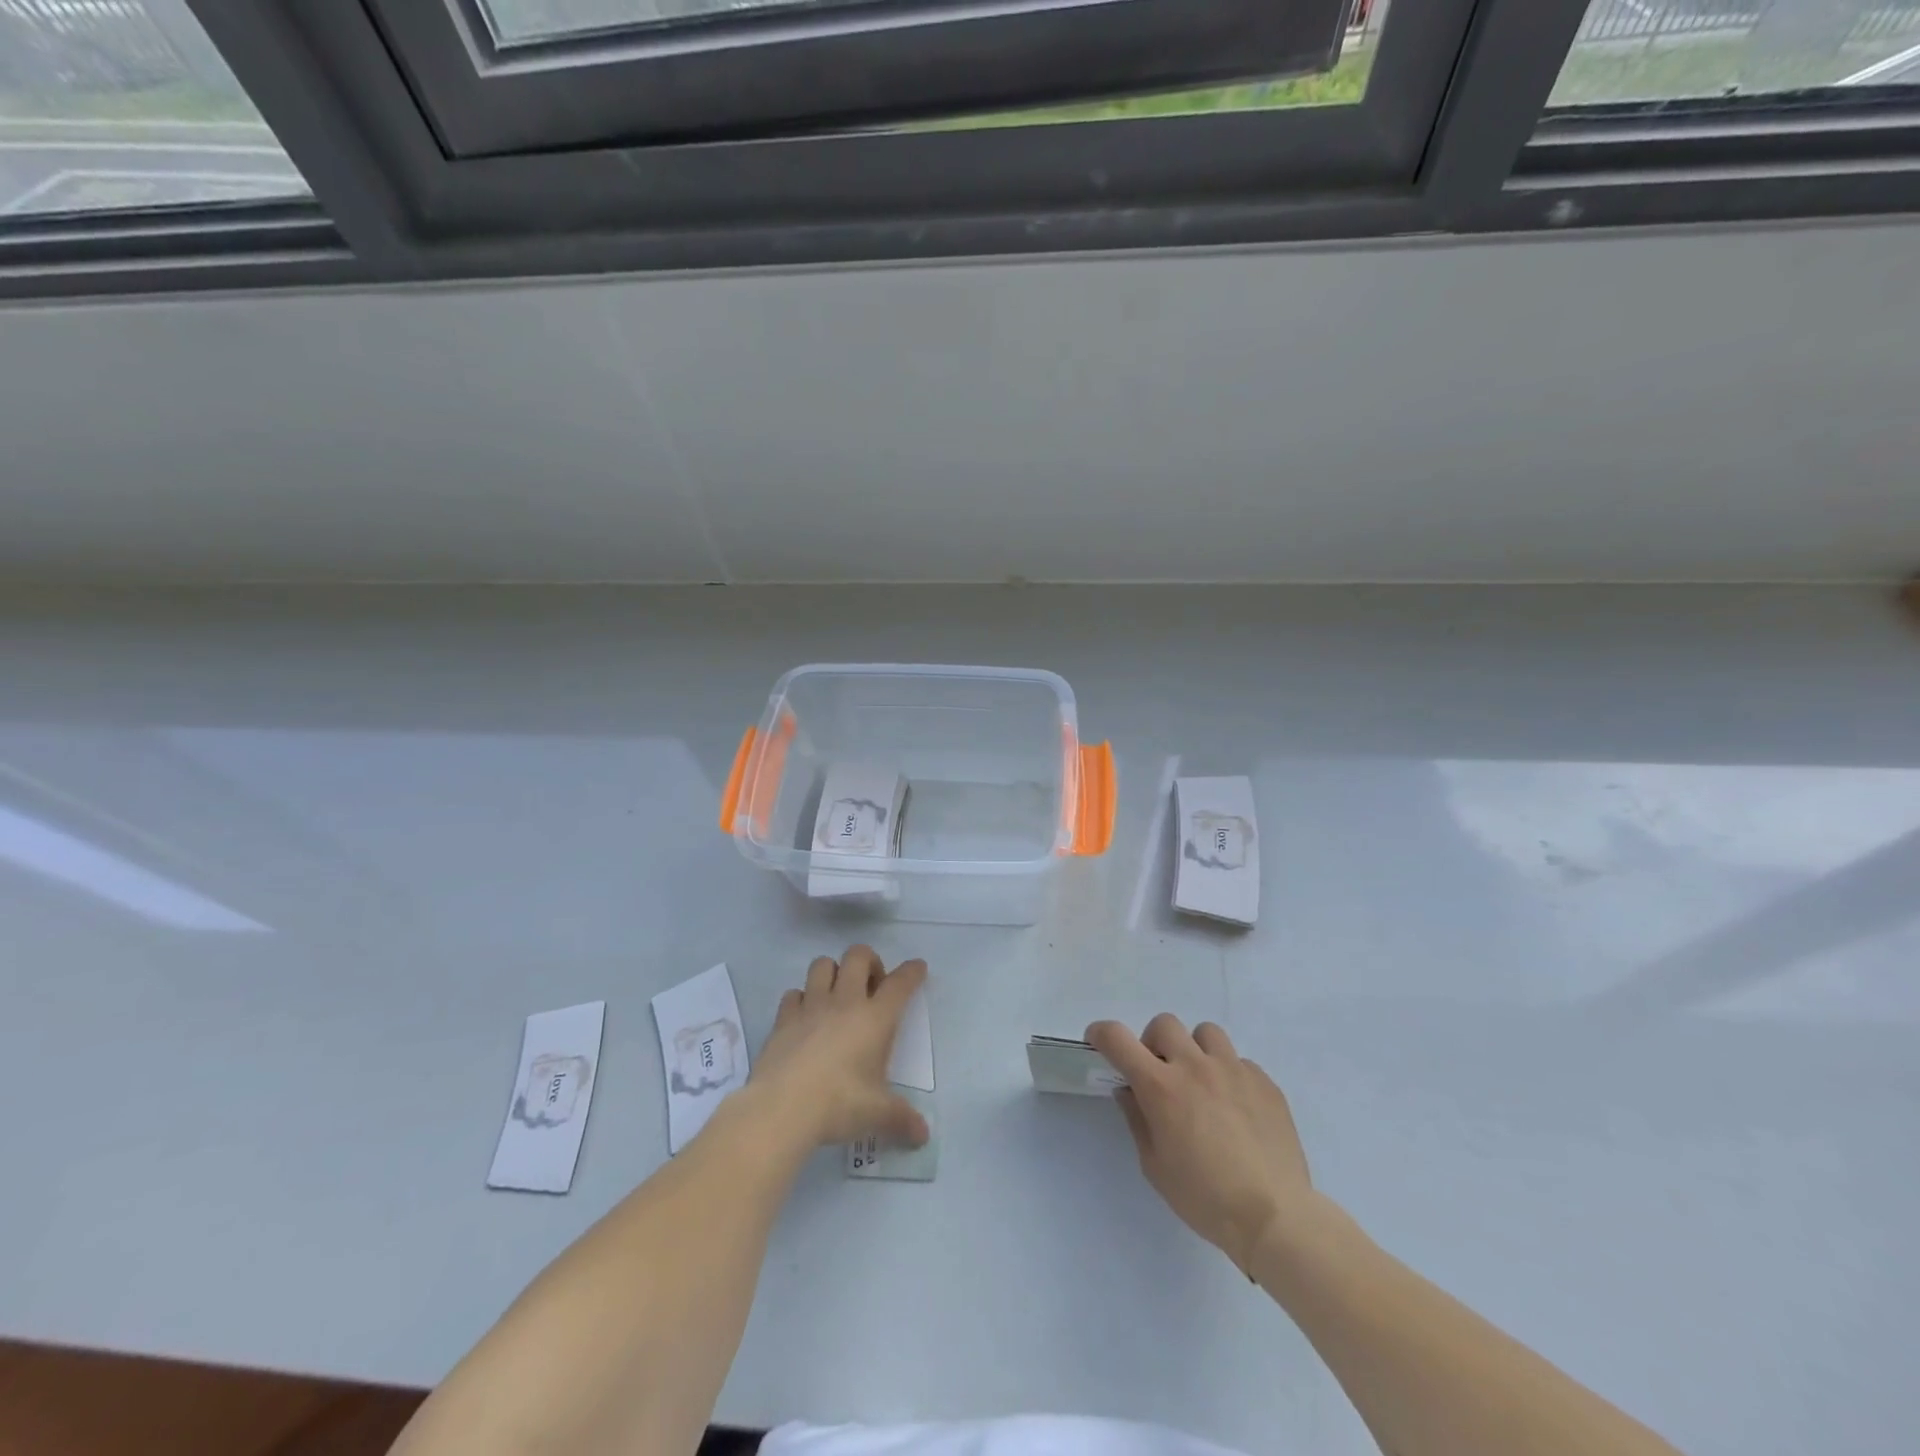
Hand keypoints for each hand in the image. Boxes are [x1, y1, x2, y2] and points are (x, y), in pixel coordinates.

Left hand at [753, 945, 929, 1149]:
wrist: (782, 1108)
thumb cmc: (839, 1104)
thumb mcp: (878, 1114)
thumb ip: (902, 1120)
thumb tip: (923, 1136)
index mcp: (875, 1018)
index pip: (900, 983)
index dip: (912, 972)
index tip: (917, 968)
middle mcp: (845, 1002)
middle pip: (858, 955)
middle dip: (869, 961)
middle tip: (872, 986)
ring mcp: (810, 1006)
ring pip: (822, 964)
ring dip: (833, 971)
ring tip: (837, 994)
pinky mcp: (783, 1019)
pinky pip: (793, 994)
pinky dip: (801, 999)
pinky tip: (804, 1017)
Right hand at [1087, 1014, 1314, 1277]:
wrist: (1274, 1217)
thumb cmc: (1204, 1198)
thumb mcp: (1155, 1166)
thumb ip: (1138, 1119)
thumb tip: (1129, 1090)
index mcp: (1161, 1087)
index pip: (1119, 1039)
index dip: (1102, 1033)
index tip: (1098, 1041)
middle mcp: (1195, 1066)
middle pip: (1164, 1024)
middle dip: (1154, 1043)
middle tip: (1160, 1074)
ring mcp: (1233, 1070)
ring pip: (1206, 1033)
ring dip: (1195, 1050)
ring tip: (1202, 1083)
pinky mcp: (1264, 1082)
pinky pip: (1239, 1061)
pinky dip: (1229, 1075)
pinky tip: (1236, 1109)